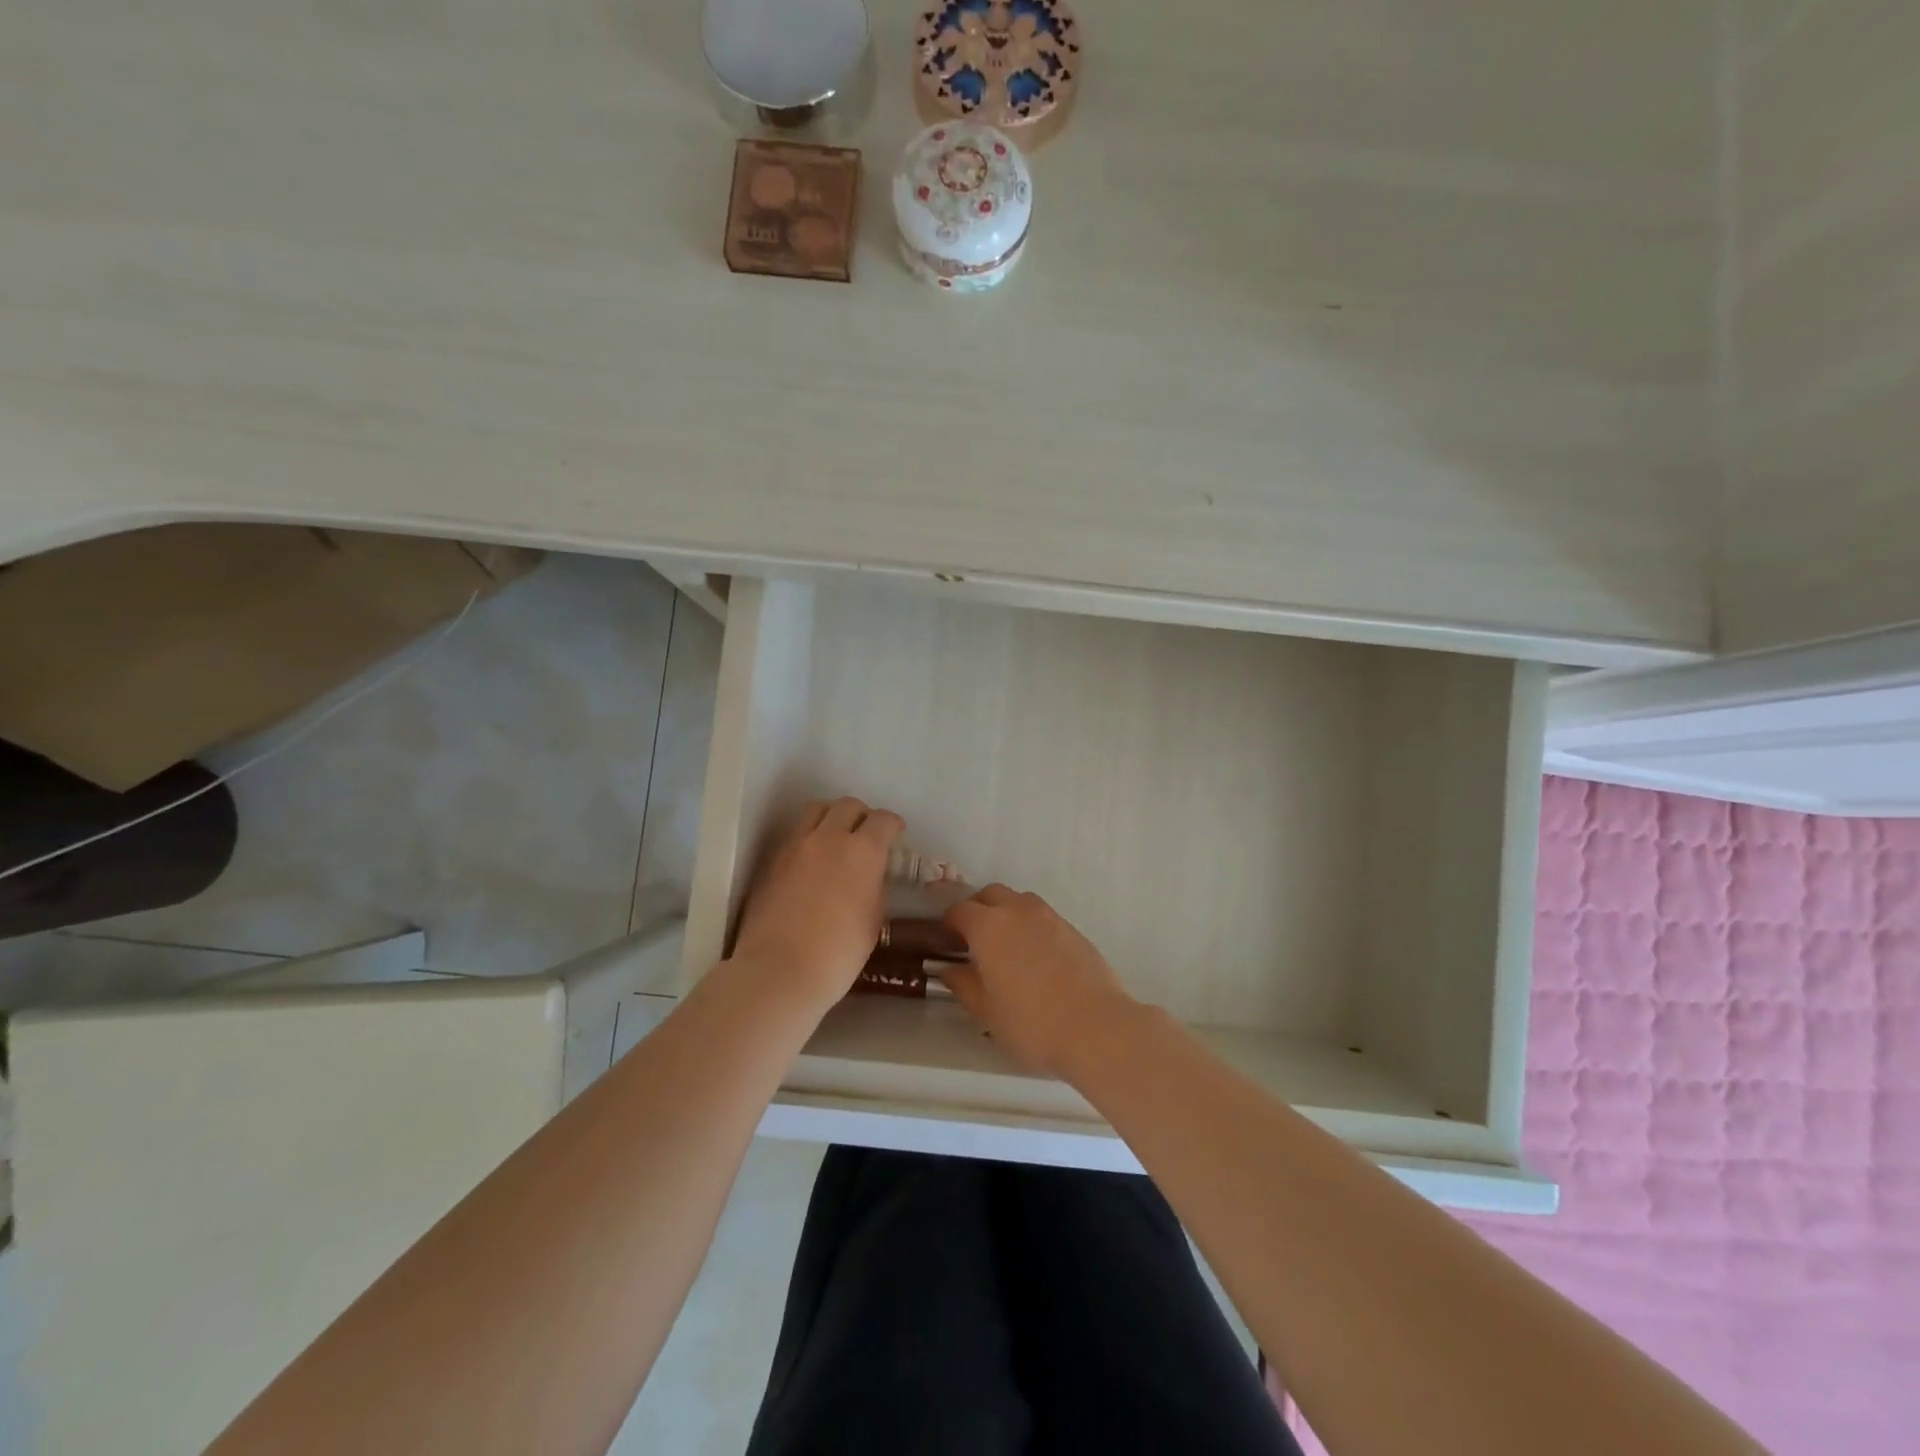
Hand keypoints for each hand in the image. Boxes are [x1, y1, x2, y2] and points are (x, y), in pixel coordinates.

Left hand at [730, 798, 903, 1011]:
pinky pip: (794, 834)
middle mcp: (829, 837)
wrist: (779, 970)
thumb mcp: (873, 919)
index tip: (896, 833)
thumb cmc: (839, 953)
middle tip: (866, 834)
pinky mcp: (771, 860)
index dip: (893, 824)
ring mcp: (795, 845)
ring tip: (834, 838)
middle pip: (848, 805)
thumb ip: (873, 886)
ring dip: (831, 817)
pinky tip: (810, 861)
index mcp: (863, 851)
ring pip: (816, 810)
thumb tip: (868, 875)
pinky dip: (808, 837)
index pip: (883, 820)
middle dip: (862, 815)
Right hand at [942, 886, 1140, 1078]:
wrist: (1097, 1027)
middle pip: (991, 895)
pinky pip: (1043, 917)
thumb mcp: (987, 1012)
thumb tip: (949, 969)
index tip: (946, 941)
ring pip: (1020, 902)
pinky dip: (1031, 927)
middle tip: (974, 940)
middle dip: (978, 910)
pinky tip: (1035, 958)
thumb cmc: (1032, 1023)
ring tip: (1006, 947)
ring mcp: (1050, 917)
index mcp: (989, 927)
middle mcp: (1018, 911)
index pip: (960, 911)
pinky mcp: (1074, 929)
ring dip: (1006, 914)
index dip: (949, 923)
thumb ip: (963, 985)